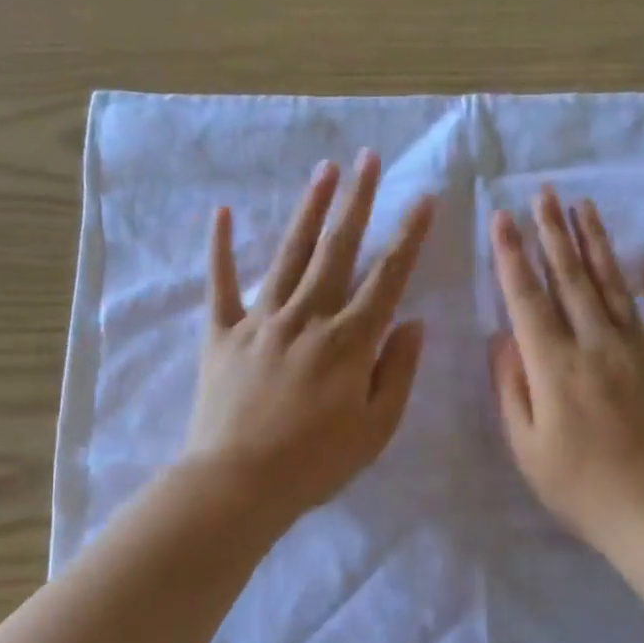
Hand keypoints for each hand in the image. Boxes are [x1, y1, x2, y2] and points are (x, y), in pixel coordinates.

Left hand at [184, 151, 434, 523]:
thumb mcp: (376, 429)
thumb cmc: (316, 464)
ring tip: (324, 169)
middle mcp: (307, 318)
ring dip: (309, 210)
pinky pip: (221, 284)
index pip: (387, 278)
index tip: (423, 198)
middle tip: (369, 158)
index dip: (408, 236)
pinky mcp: (222, 335)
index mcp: (349, 342)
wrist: (239, 484)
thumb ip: (398, 372)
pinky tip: (223, 211)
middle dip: (357, 201)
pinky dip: (221, 248)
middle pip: (337, 250)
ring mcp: (260, 321)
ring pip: (289, 254)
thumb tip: (414, 322)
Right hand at [489, 189, 643, 553]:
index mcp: (554, 366)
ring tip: (584, 207)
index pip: (527, 299)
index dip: (512, 256)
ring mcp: (638, 352)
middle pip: (570, 279)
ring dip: (596, 244)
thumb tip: (501, 337)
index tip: (502, 218)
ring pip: (613, 286)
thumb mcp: (527, 447)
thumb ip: (512, 388)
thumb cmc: (579, 488)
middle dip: (553, 233)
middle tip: (543, 193)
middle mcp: (595, 346)